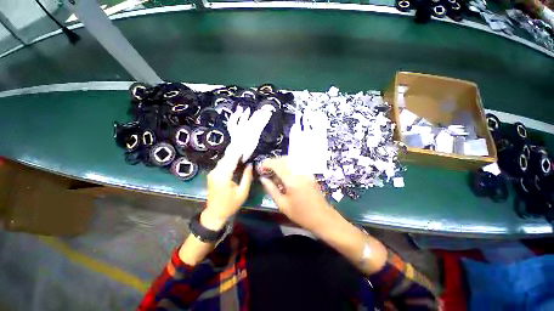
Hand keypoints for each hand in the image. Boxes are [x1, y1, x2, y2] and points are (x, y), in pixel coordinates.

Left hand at [202, 149, 252, 230]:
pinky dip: (228, 161)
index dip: (239, 153)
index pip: (231, 160)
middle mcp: (215, 173)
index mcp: (223, 177)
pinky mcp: (212, 175)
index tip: (246, 147)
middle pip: (226, 158)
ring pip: (223, 160)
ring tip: (242, 152)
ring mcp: (212, 173)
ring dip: (232, 156)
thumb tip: (250, 164)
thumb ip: (247, 177)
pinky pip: (221, 165)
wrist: (215, 213)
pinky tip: (235, 160)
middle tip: (245, 148)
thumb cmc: (230, 204)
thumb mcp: (243, 192)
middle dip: (235, 152)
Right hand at [259, 157, 333, 231]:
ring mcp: (306, 172)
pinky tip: (285, 175)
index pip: (277, 164)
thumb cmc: (301, 214)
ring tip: (275, 173)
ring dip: (281, 163)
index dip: (267, 163)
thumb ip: (271, 189)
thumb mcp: (282, 205)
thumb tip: (262, 179)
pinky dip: (288, 166)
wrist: (322, 218)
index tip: (261, 168)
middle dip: (273, 162)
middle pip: (285, 159)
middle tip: (267, 171)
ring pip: (291, 160)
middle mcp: (300, 172)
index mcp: (292, 180)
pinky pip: (297, 164)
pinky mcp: (309, 174)